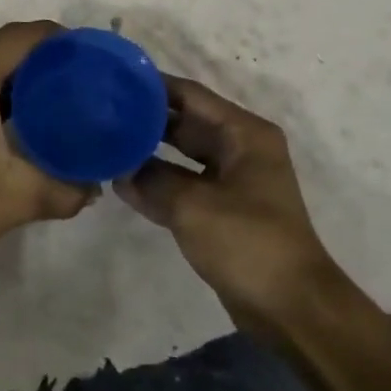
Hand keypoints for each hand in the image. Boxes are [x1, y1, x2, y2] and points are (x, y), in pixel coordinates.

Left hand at [0, 21, 96, 276]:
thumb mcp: (20, 197)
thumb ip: (66, 190)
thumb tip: (95, 188)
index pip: (17, 38)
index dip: (55, 37)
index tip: (87, 50)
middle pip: (1, 53)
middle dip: (42, 62)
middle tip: (81, 80)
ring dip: (19, 83)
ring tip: (61, 100)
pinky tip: (25, 121)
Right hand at [115, 75, 336, 337]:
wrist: (291, 308)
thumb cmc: (248, 243)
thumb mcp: (192, 206)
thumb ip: (150, 179)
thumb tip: (118, 168)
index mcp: (244, 134)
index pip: (190, 95)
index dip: (152, 87)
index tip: (112, 82)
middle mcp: (239, 149)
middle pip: (184, 122)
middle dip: (144, 119)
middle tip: (100, 112)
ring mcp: (231, 181)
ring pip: (180, 155)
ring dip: (146, 153)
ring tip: (103, 142)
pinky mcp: (221, 210)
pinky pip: (182, 186)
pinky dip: (156, 184)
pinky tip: (120, 182)